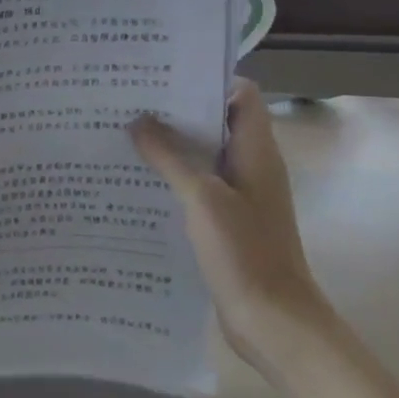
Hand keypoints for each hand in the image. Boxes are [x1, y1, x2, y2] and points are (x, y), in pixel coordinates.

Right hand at [130, 79, 331, 380]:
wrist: (274, 321)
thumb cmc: (245, 252)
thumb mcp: (202, 198)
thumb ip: (170, 156)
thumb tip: (139, 120)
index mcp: (256, 151)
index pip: (240, 95)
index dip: (208, 80)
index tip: (164, 76)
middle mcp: (251, 166)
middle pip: (217, 123)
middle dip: (177, 112)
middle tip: (130, 102)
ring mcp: (240, 195)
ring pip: (204, 156)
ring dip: (171, 146)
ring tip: (125, 135)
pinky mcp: (227, 222)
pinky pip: (198, 186)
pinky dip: (172, 178)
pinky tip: (138, 182)